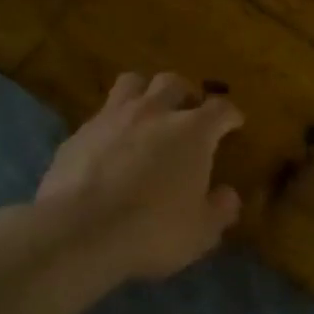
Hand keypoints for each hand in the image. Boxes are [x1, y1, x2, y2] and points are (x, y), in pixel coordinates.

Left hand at [36, 72, 244, 281]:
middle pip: (173, 82)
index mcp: (192, 131)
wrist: (79, 231)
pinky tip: (110, 145)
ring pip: (132, 83)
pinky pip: (100, 115)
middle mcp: (154, 113)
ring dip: (145, 92)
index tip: (234, 123)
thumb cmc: (152, 229)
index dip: (230, 115)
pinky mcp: (78, 133)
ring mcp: (112, 118)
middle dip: (186, 93)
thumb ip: (220, 209)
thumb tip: (227, 195)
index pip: (220, 109)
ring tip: (148, 113)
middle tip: (189, 111)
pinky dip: (112, 124)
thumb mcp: (201, 231)